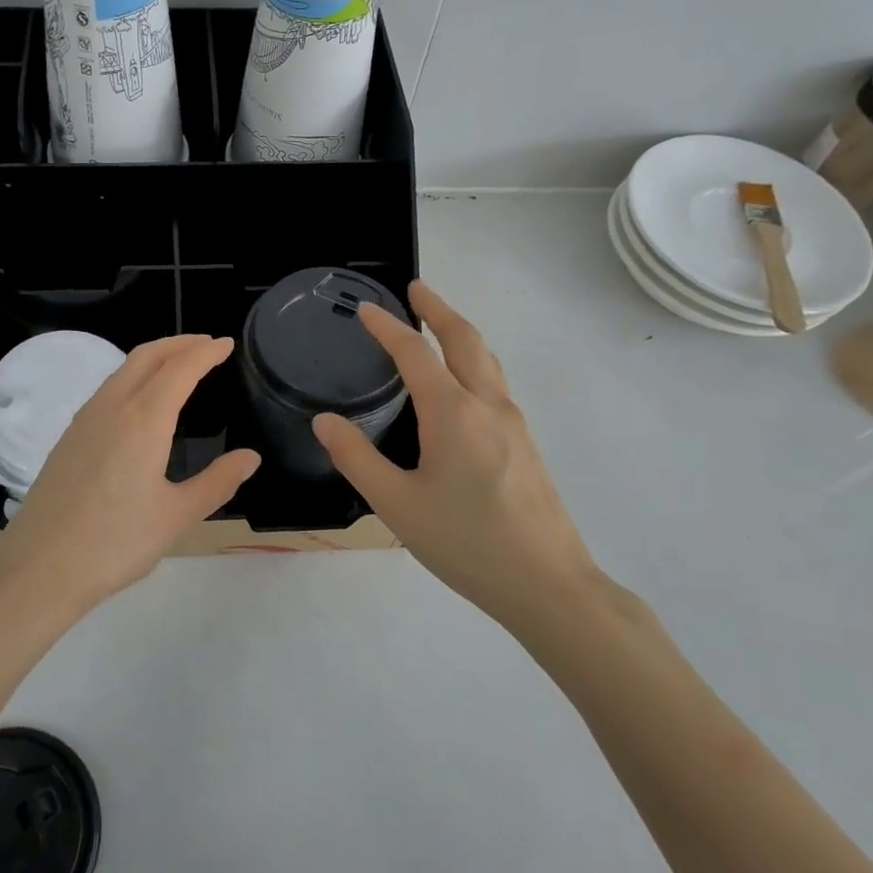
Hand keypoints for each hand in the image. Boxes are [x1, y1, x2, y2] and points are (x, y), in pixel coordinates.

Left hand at [0, 334, 260, 617]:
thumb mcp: (177, 516)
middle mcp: (111, 408)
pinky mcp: (68, 438)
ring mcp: (84, 421)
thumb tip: (250, 458)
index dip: (205, 352)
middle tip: (207, 345)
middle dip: (179, 343)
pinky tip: (140, 402)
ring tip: (178, 366)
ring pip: (122, 370)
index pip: (180, 369)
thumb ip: (217, 482)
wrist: (40, 567)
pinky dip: (132, 378)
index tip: (226, 344)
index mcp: (143, 420)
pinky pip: (106, 390)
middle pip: (147, 356)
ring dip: (154, 358)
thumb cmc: (116, 543)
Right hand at [313, 282, 604, 625]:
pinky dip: (474, 361)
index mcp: (453, 413)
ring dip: (459, 332)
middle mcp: (487, 405)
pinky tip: (462, 385)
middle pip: (464, 339)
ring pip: (487, 359)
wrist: (547, 583)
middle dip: (437, 309)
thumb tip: (325, 421)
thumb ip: (356, 459)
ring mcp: (513, 423)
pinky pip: (495, 383)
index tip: (366, 309)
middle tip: (415, 289)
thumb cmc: (466, 543)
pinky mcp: (525, 443)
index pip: (414, 354)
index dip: (387, 328)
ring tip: (437, 325)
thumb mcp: (396, 504)